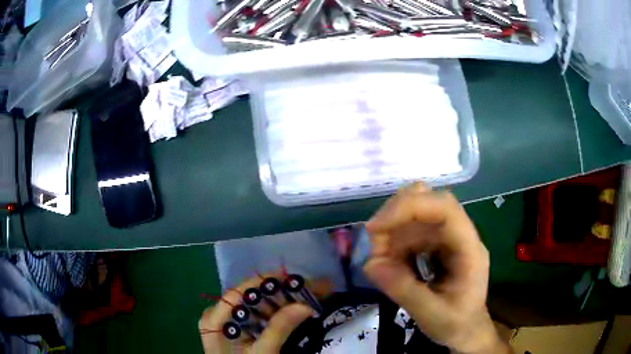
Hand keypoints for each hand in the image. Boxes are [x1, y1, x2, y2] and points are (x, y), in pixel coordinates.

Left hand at [199, 274, 331, 353]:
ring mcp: (230, 321)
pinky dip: (280, 313)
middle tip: (315, 291)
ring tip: (313, 297)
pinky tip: (298, 311)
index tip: (302, 281)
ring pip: (260, 305)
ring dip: (286, 302)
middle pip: (253, 295)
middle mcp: (220, 314)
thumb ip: (279, 329)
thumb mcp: (262, 352)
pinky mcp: (240, 330)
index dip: (273, 282)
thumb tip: (306, 305)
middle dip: (285, 292)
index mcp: (216, 317)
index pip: (244, 290)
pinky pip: (261, 316)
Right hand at [363, 183, 510, 353]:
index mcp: (469, 249)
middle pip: (428, 203)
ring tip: (379, 261)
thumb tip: (370, 264)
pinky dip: (394, 244)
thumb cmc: (456, 325)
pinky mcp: (437, 246)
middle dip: (395, 218)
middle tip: (374, 247)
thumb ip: (404, 290)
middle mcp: (460, 236)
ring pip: (415, 216)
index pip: (445, 208)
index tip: (376, 227)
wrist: (467, 331)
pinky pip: (411, 232)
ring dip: (391, 233)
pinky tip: (389, 263)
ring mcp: (448, 239)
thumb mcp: (432, 315)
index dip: (409, 207)